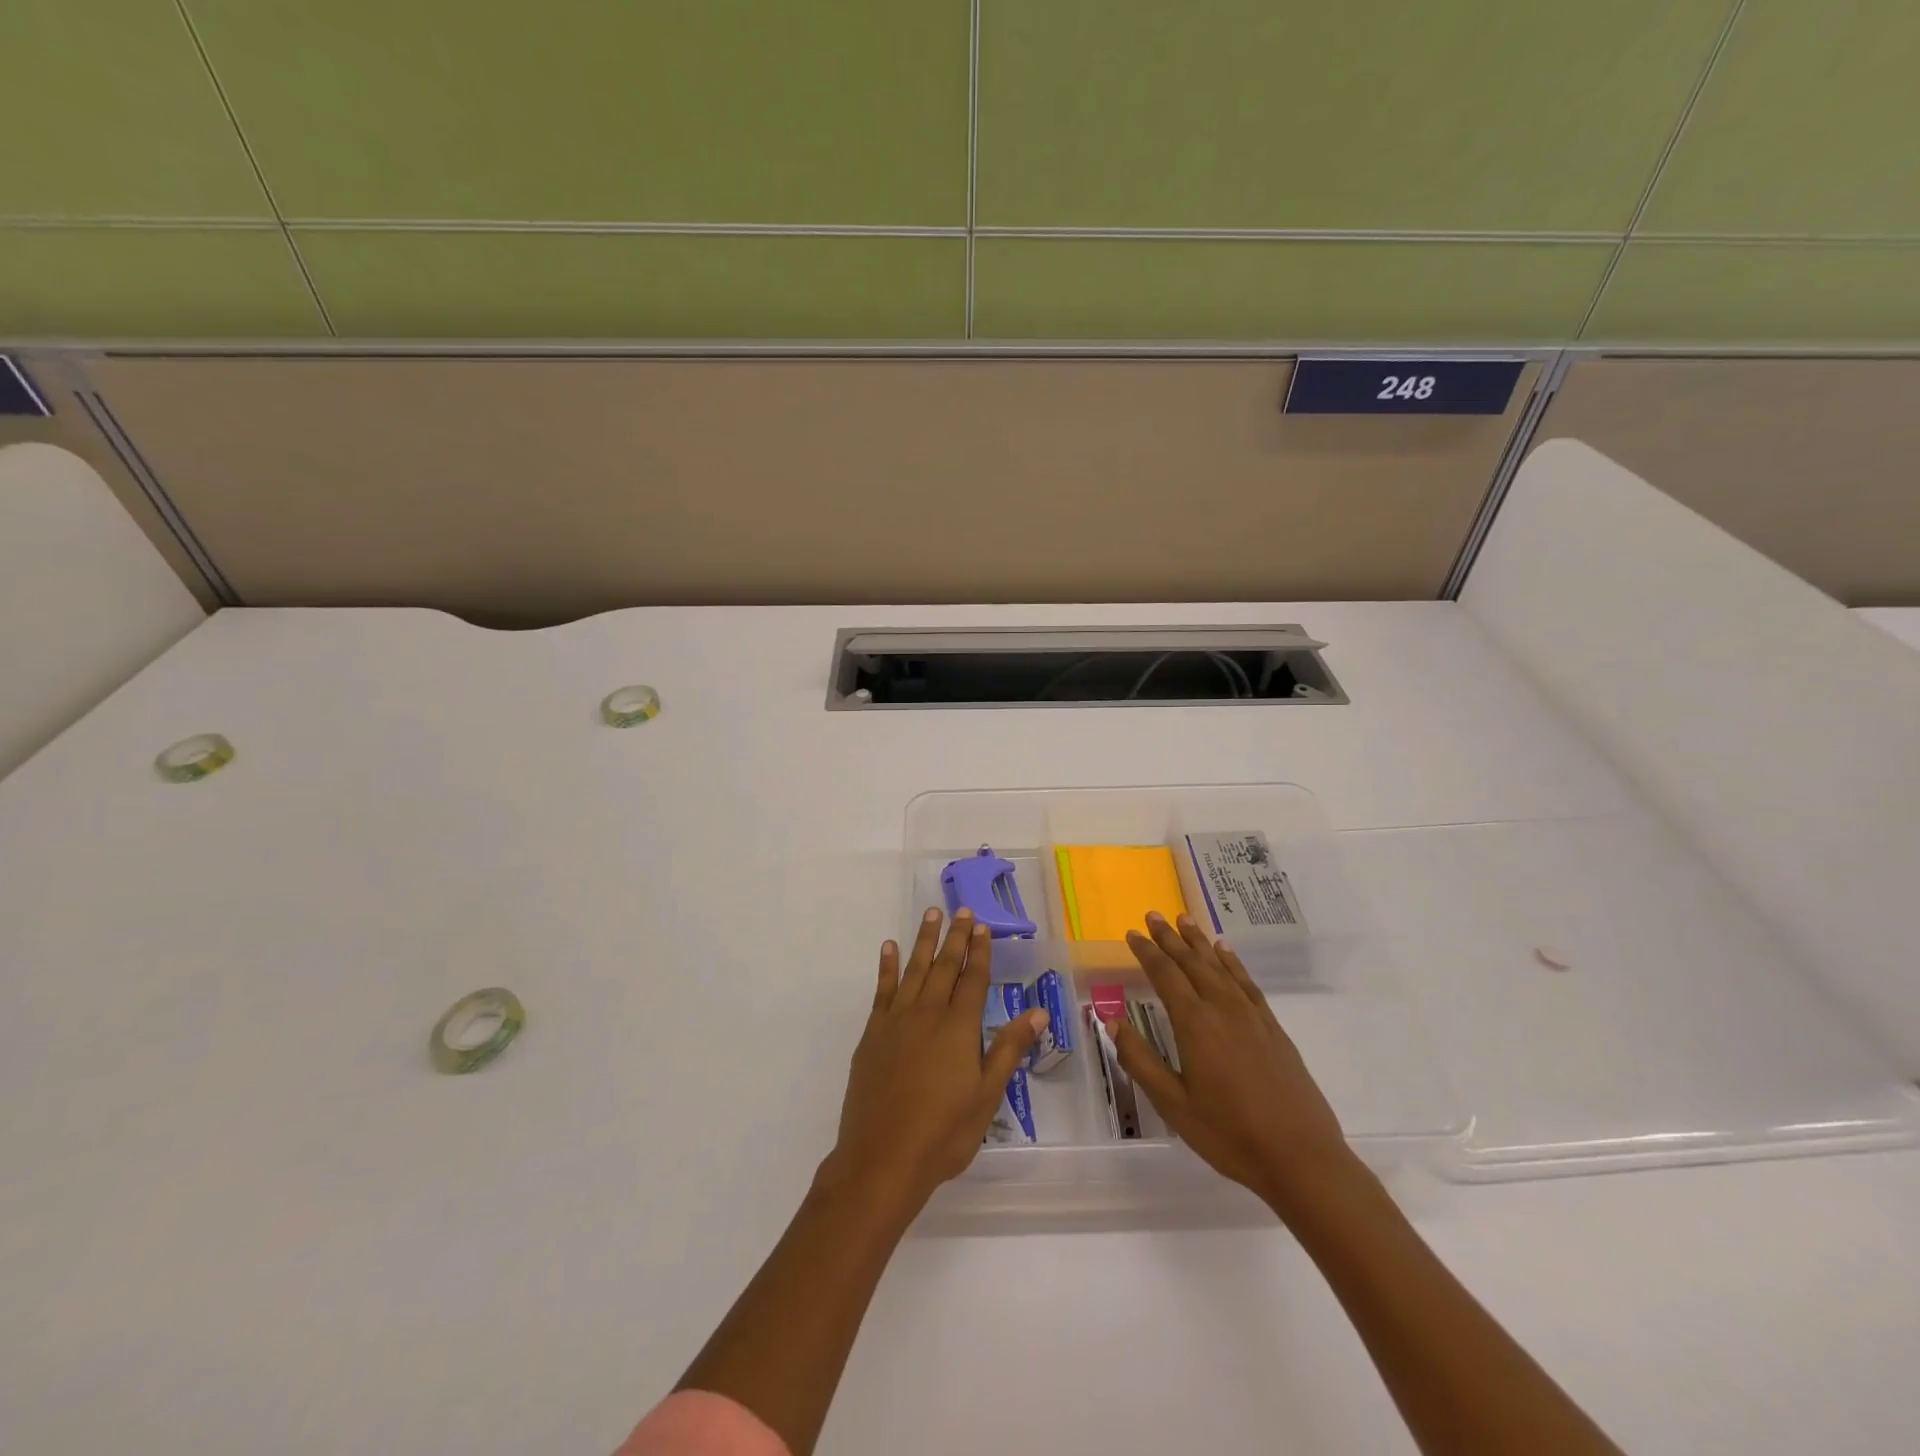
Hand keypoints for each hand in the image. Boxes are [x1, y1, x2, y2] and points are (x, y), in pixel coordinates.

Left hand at [822, 908, 1048, 1221]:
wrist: (882, 1158)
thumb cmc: (944, 1132)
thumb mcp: (987, 1095)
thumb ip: (1009, 1048)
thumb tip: (1038, 1011)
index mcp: (959, 1027)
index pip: (973, 979)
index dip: (979, 951)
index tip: (982, 926)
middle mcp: (928, 1013)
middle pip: (944, 966)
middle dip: (955, 936)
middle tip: (960, 909)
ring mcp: (896, 1021)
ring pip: (914, 970)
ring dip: (923, 940)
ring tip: (930, 914)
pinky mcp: (872, 1034)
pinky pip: (882, 990)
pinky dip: (887, 967)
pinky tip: (889, 948)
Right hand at [1113, 911, 1357, 1213]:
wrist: (1301, 1158)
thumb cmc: (1229, 1134)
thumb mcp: (1174, 1105)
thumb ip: (1141, 1061)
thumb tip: (1112, 1021)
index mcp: (1195, 1024)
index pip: (1165, 975)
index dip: (1147, 952)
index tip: (1132, 933)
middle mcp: (1222, 1009)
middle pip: (1192, 963)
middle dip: (1170, 938)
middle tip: (1154, 914)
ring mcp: (1251, 1016)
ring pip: (1219, 966)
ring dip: (1199, 942)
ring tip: (1185, 920)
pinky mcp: (1272, 1028)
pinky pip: (1247, 982)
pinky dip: (1232, 962)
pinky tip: (1225, 952)